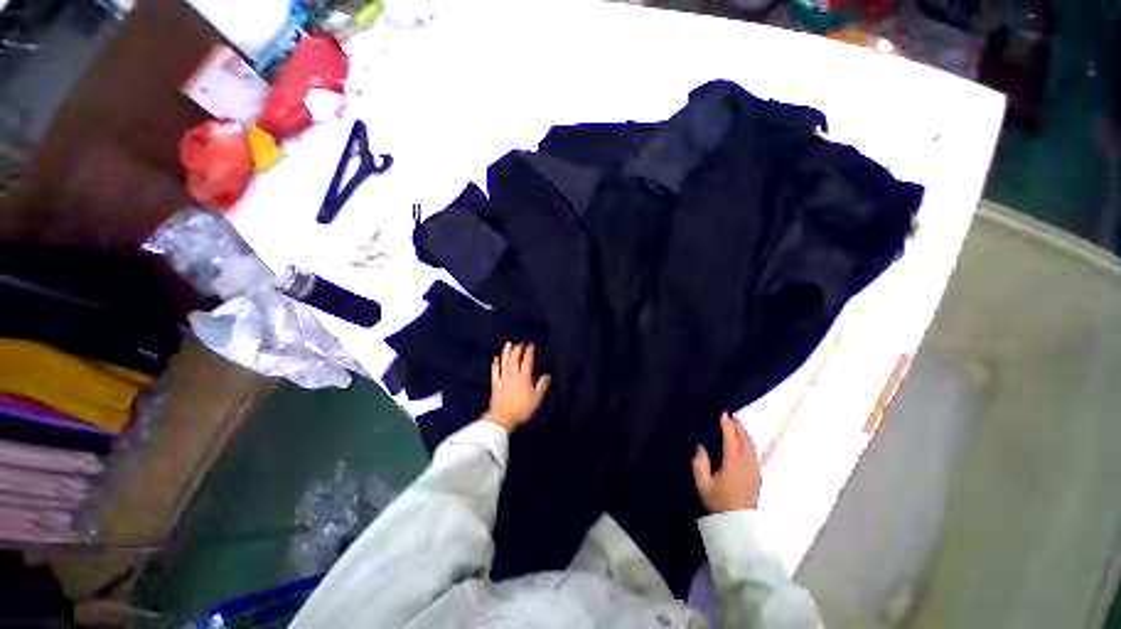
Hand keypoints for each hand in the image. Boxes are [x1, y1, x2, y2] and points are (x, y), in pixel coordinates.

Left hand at [484, 343, 551, 432]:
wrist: (503, 417)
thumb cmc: (522, 409)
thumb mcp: (537, 398)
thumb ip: (542, 385)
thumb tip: (548, 375)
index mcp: (524, 377)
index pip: (527, 360)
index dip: (529, 352)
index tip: (531, 345)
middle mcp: (513, 374)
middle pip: (515, 358)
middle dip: (518, 349)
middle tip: (520, 343)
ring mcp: (503, 378)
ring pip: (504, 362)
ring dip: (506, 352)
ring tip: (508, 344)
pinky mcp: (495, 384)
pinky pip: (495, 371)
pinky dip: (495, 364)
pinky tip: (496, 358)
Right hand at [692, 412, 761, 513]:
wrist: (738, 525)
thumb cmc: (718, 503)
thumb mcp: (703, 485)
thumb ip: (700, 464)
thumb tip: (700, 447)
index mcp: (733, 463)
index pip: (731, 439)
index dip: (727, 425)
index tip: (723, 413)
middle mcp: (747, 464)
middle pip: (745, 440)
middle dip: (738, 426)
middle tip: (731, 415)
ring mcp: (755, 470)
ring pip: (752, 446)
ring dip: (744, 434)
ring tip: (737, 425)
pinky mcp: (757, 476)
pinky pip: (754, 453)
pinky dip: (748, 443)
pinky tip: (743, 444)